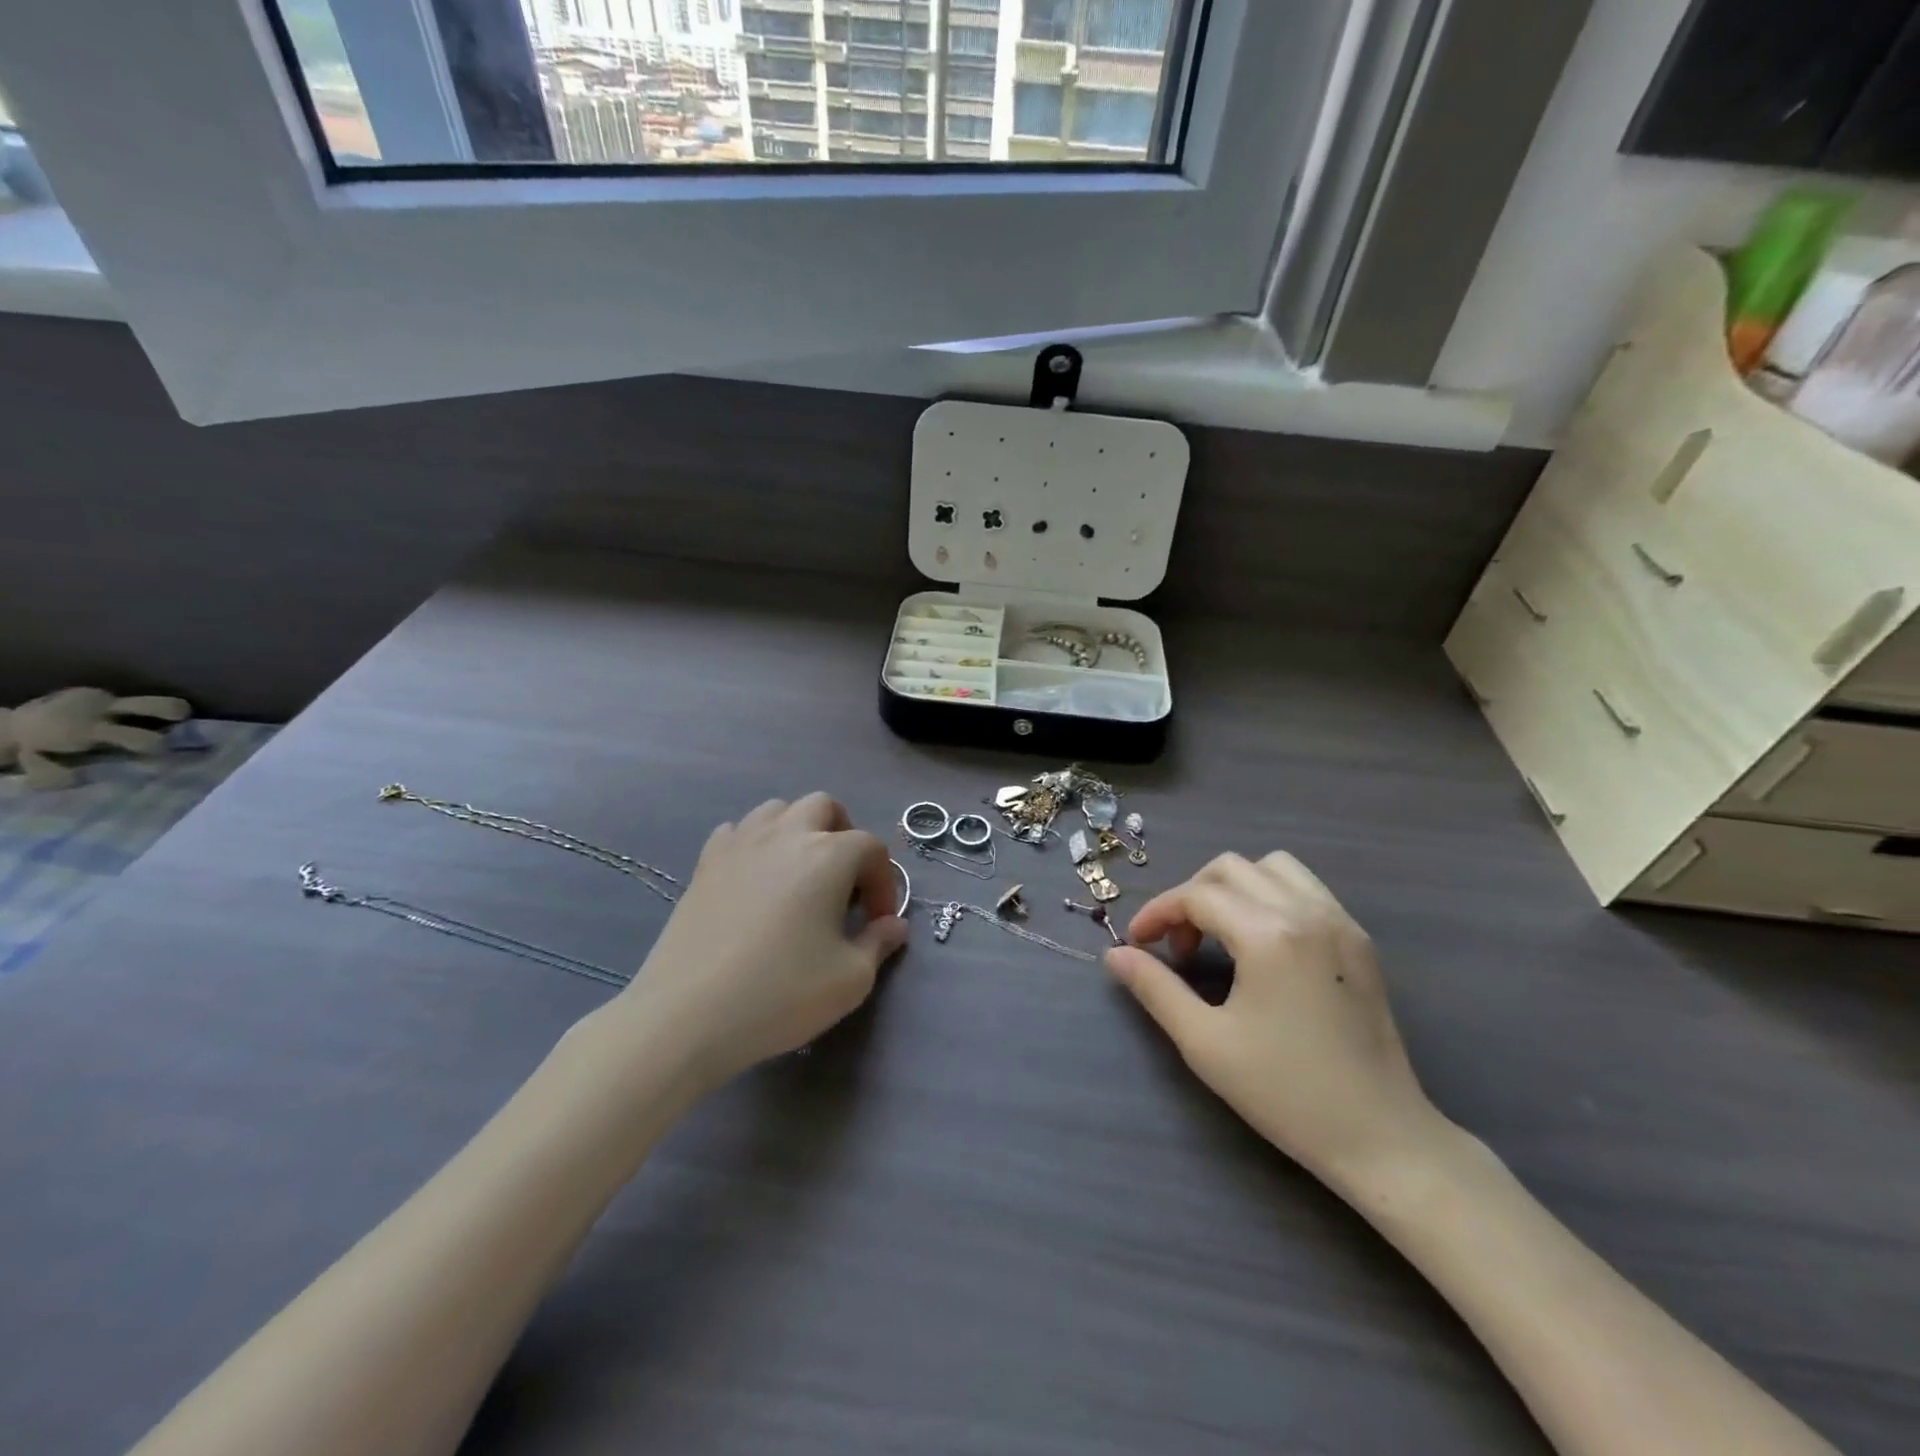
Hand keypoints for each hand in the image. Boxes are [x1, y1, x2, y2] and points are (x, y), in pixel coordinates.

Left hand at [615, 794, 907, 1090]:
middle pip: (824, 807)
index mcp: (828, 855)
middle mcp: (785, 835)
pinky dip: (754, 845)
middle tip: (844, 882)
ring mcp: (740, 844)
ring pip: (777, 810)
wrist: (687, 1015)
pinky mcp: (704, 863)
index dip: (884, 883)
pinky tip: (754, 880)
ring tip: (800, 875)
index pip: (871, 849)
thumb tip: (893, 925)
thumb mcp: (850, 980)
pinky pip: (737, 832)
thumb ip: (879, 944)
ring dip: (798, 831)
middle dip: (843, 835)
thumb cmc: (780, 993)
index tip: (877, 922)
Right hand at [1106, 852, 1440, 1188]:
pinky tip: (1261, 943)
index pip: (1197, 896)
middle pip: (1230, 868)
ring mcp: (1339, 922)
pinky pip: (1305, 889)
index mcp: (1269, 934)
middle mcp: (1307, 912)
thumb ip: (1155, 988)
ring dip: (1233, 888)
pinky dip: (1270, 896)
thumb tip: (1115, 954)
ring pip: (1272, 867)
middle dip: (1191, 896)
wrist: (1382, 1137)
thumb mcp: (1205, 1042)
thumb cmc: (1286, 1093)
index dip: (1157, 913)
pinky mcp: (1359, 940)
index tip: (1136, 943)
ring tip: (1219, 934)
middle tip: (1177, 945)